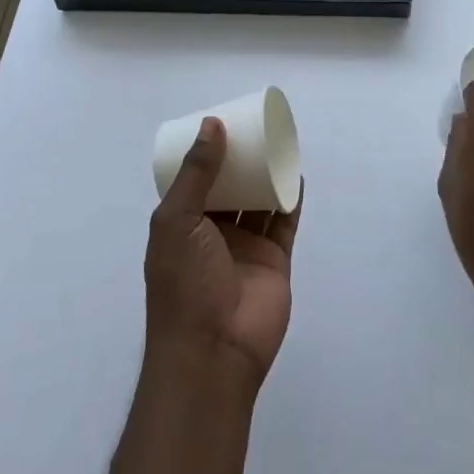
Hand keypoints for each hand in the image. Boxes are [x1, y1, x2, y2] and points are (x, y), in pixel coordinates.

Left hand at [146, 118, 301, 389]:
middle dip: (241, 159)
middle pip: (231, 185)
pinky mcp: (275, 258)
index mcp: (184, 224)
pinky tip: (296, 172)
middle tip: (255, 125)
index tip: (223, 121)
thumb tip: (212, 123)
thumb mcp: (177, 220)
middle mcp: (214, 232)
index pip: (196, 180)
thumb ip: (197, 172)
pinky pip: (284, 221)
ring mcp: (246, 246)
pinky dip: (290, 197)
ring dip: (266, 173)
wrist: (213, 352)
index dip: (207, 153)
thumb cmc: (184, 282)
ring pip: (258, 199)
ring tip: (279, 141)